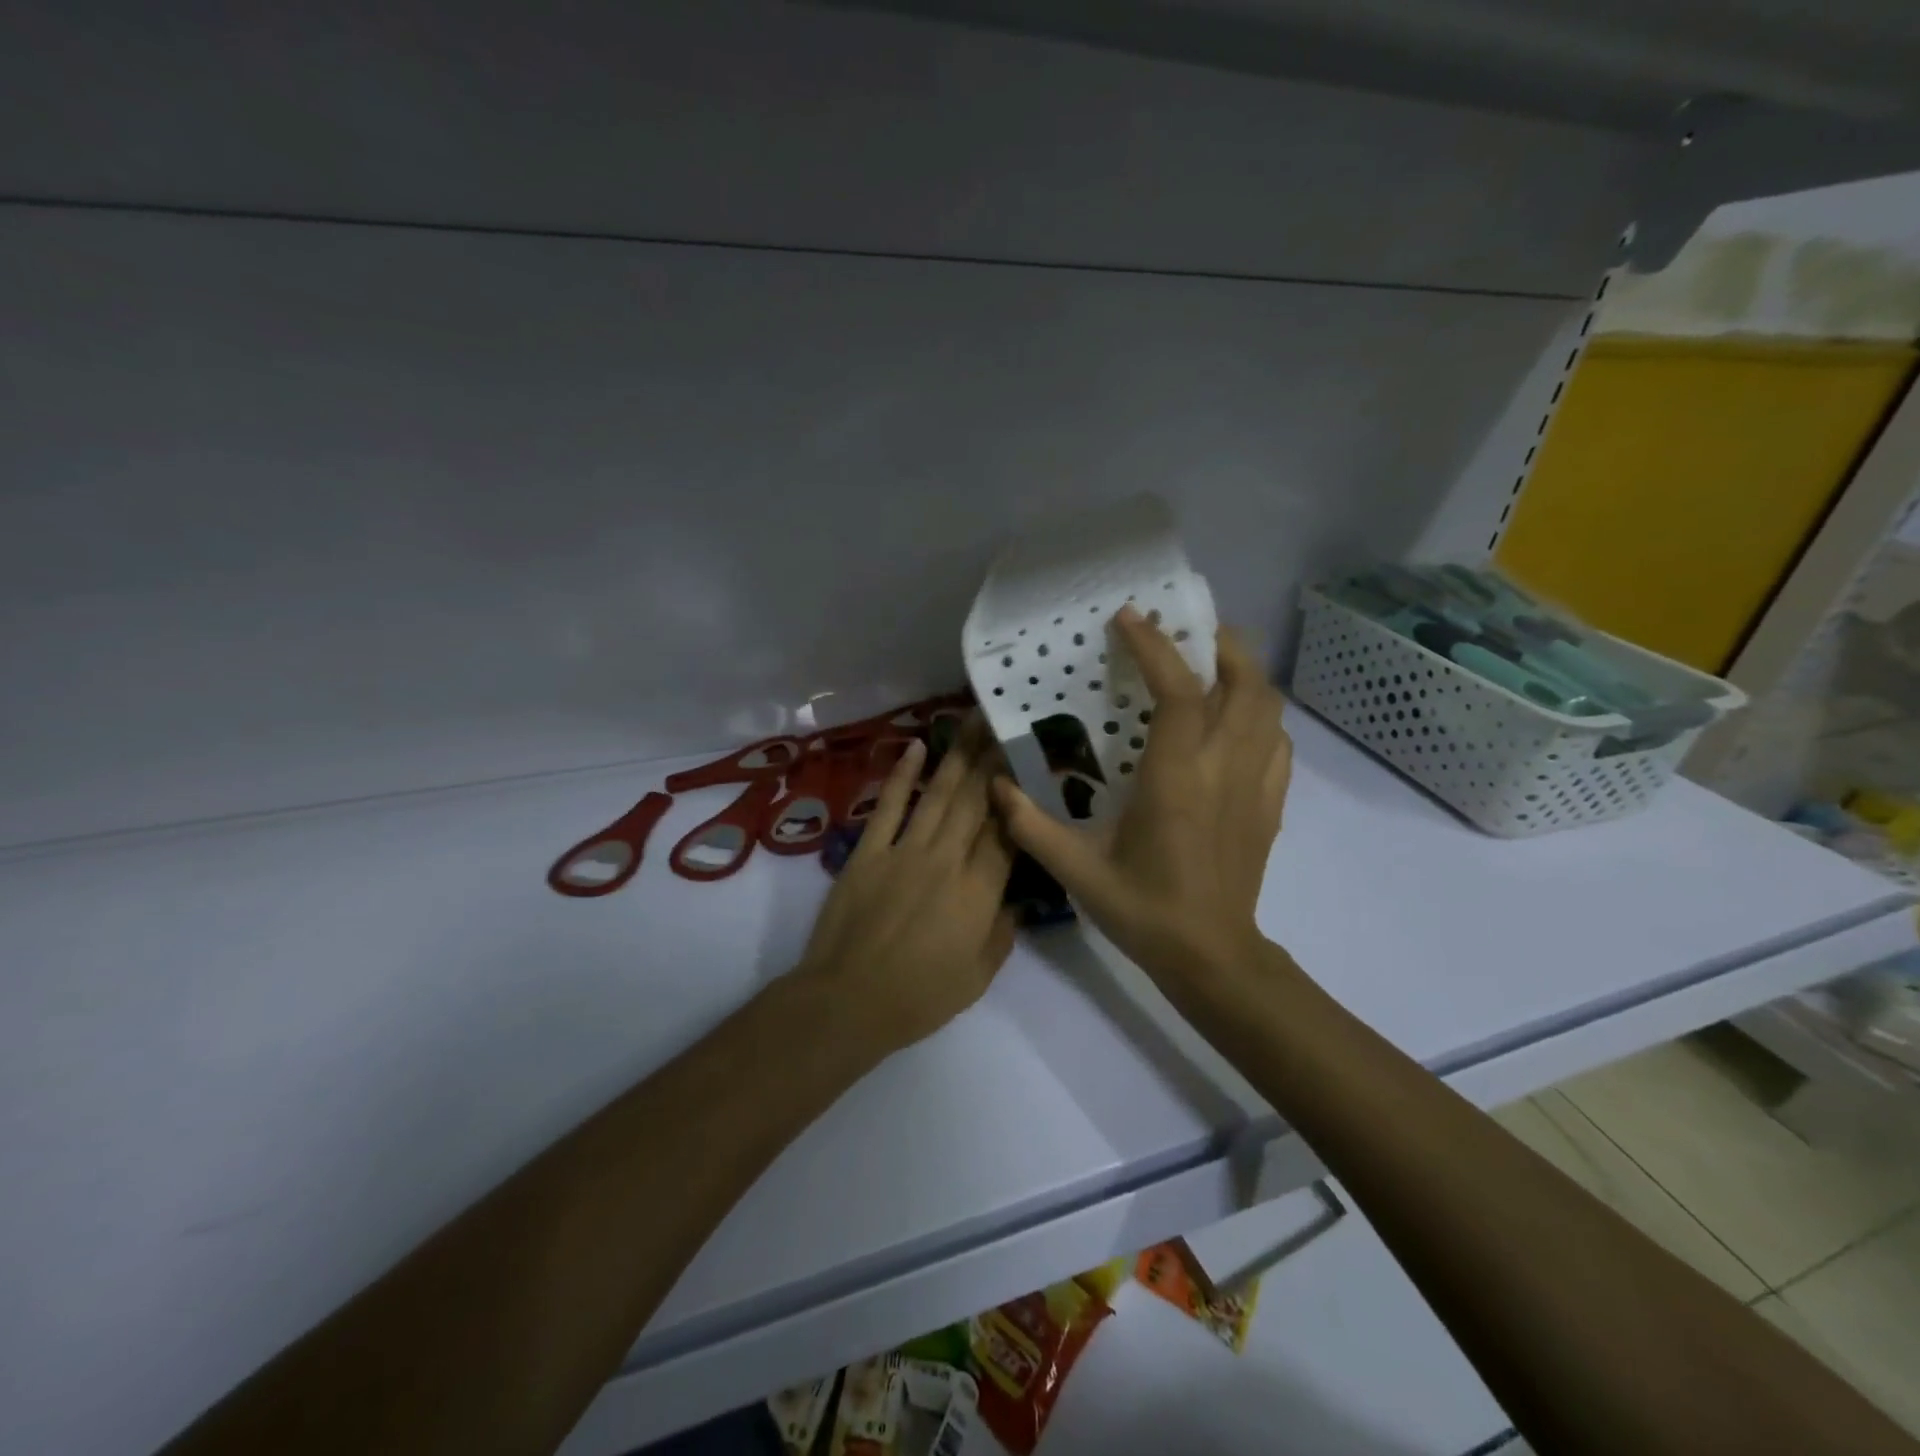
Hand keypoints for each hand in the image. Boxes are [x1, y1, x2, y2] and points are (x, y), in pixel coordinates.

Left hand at [797, 718, 1018, 1054]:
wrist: (847, 1001)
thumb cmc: (918, 998)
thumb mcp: (977, 978)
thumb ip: (1002, 934)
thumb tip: (1016, 900)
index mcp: (978, 892)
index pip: (1006, 833)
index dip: (1018, 796)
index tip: (1028, 764)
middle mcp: (947, 859)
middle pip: (976, 801)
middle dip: (993, 759)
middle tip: (1005, 722)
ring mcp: (905, 850)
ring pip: (939, 794)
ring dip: (958, 755)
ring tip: (972, 721)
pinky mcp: (869, 851)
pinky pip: (889, 805)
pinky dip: (903, 775)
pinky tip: (916, 747)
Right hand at [992, 606, 1290, 989]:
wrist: (1212, 958)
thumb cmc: (1144, 911)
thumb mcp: (1077, 872)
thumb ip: (1032, 826)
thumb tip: (996, 786)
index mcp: (1177, 779)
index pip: (1178, 693)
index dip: (1156, 647)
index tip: (1129, 618)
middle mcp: (1224, 769)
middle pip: (1246, 683)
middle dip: (1221, 643)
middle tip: (1188, 629)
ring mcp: (1255, 786)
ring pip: (1269, 707)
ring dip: (1246, 672)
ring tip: (1213, 663)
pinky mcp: (1270, 805)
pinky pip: (1278, 743)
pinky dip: (1261, 717)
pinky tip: (1236, 722)